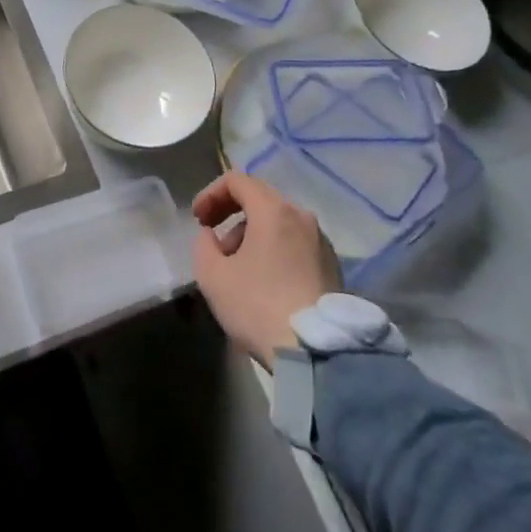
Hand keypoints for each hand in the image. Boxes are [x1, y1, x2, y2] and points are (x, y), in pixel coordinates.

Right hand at [192, 171, 342, 368]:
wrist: (317, 351)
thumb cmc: (258, 305)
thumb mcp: (212, 275)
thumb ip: (203, 245)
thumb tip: (212, 236)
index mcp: (273, 211)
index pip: (237, 180)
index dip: (211, 193)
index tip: (198, 219)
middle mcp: (301, 216)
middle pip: (260, 198)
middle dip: (231, 213)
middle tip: (214, 239)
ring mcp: (321, 241)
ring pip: (279, 221)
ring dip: (252, 233)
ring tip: (237, 266)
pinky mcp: (332, 265)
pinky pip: (295, 242)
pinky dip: (274, 248)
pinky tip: (263, 278)